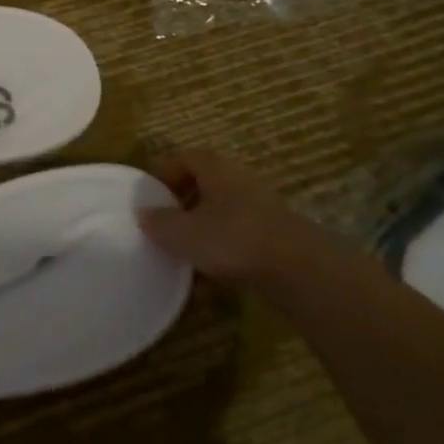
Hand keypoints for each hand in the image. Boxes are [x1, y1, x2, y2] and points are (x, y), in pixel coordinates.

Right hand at [138, 147, 340, 285]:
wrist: (300, 271)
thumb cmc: (233, 239)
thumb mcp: (184, 233)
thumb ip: (159, 222)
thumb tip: (143, 213)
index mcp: (214, 169)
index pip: (183, 157)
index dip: (163, 172)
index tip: (147, 194)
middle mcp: (237, 182)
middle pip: (202, 186)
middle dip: (180, 206)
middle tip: (160, 226)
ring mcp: (258, 211)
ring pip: (219, 216)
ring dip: (199, 235)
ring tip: (179, 259)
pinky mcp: (271, 240)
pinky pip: (236, 242)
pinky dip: (219, 258)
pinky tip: (205, 286)